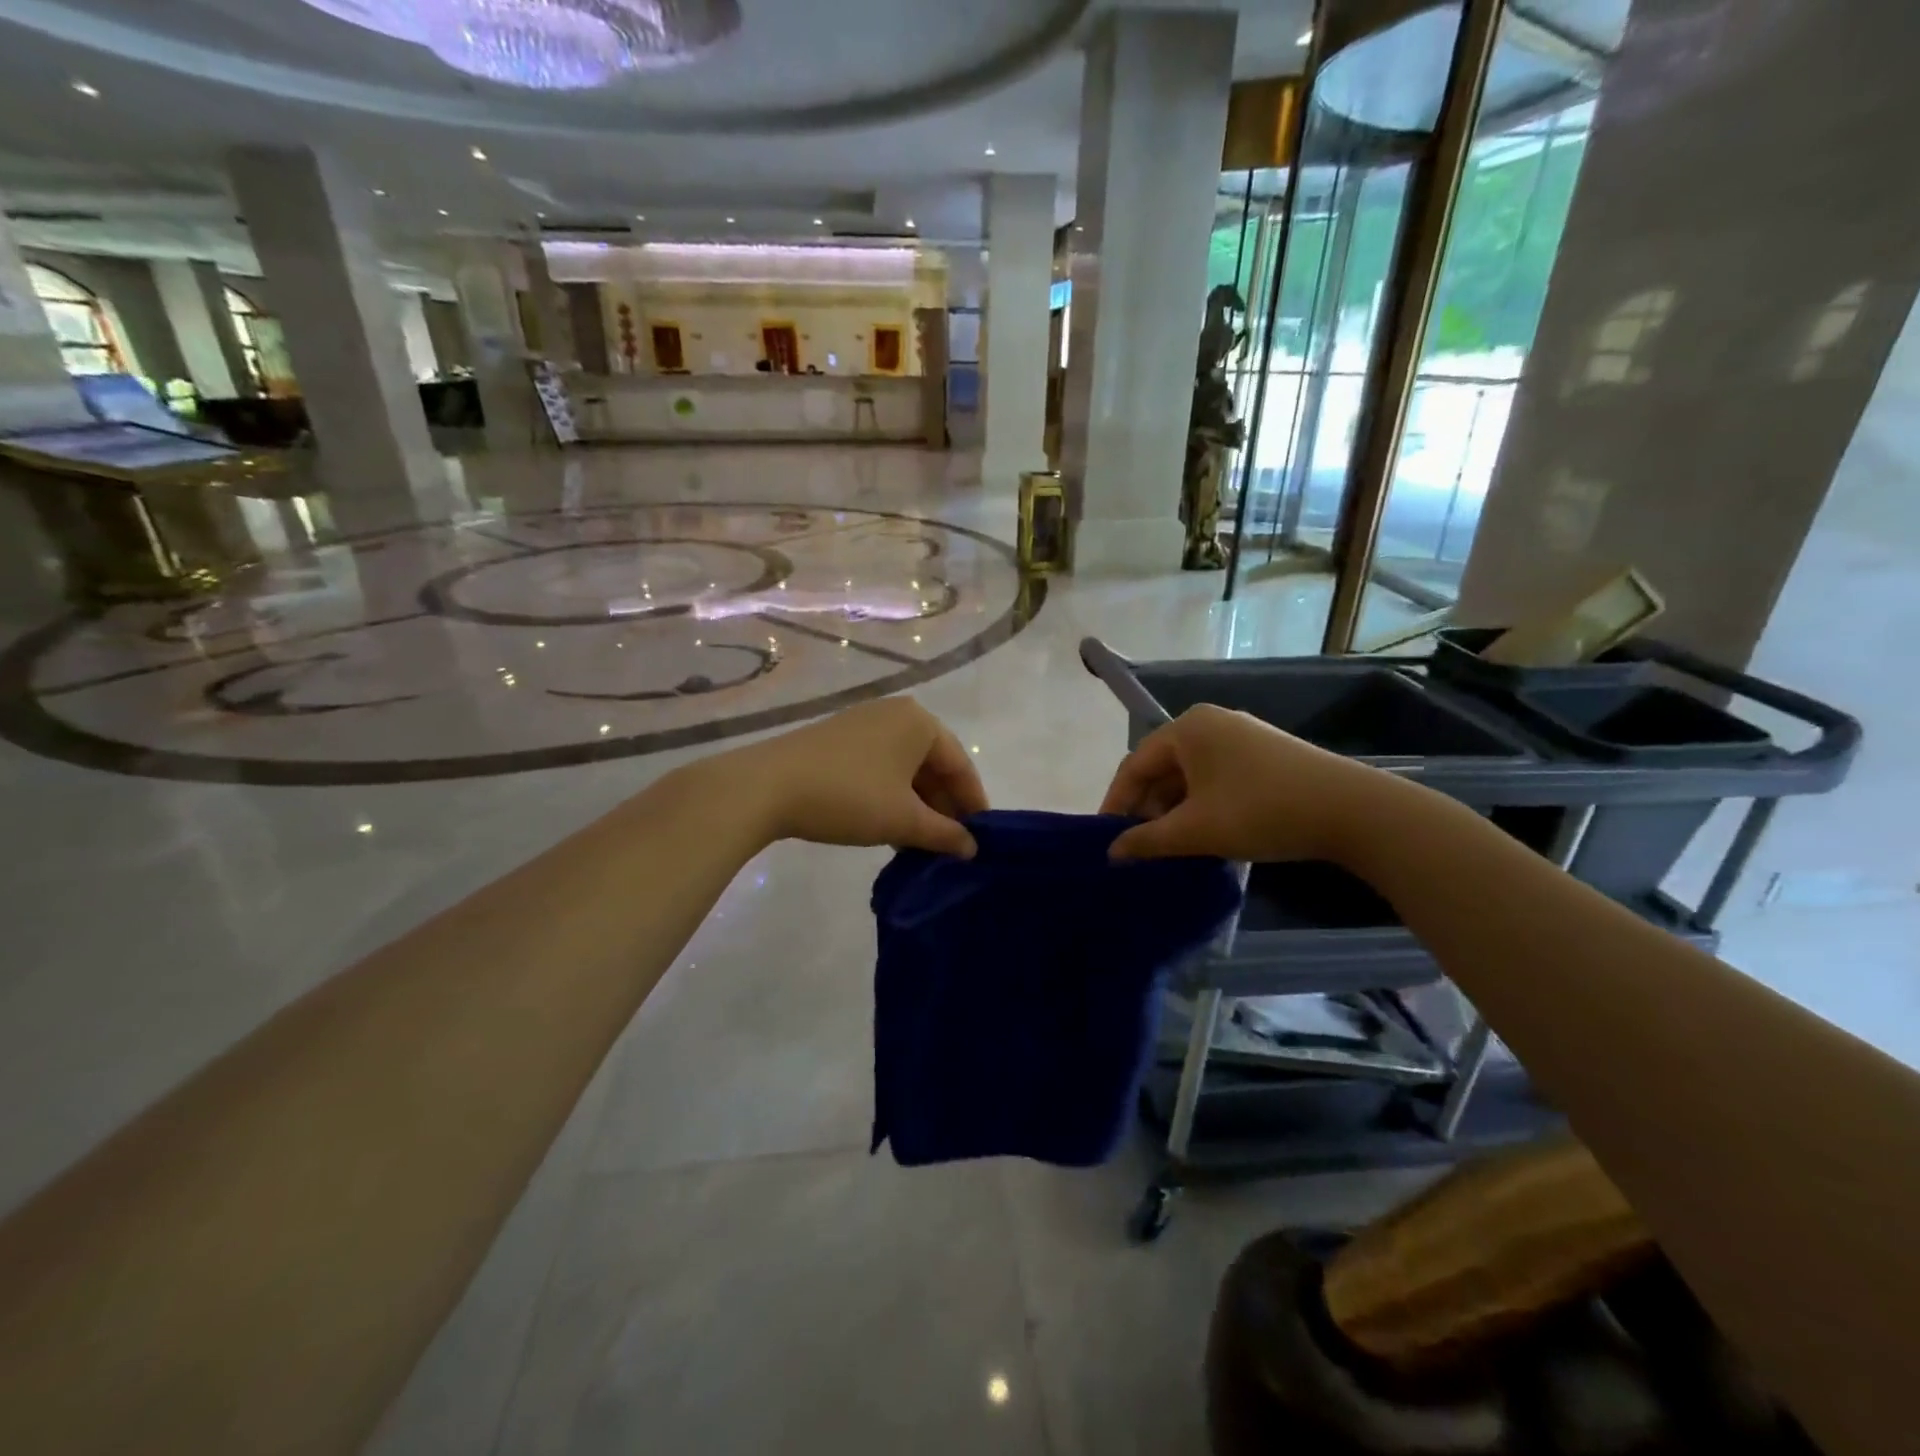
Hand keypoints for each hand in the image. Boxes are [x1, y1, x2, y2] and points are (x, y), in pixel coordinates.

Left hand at [732, 697, 986, 856]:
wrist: (767, 787)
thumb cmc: (849, 797)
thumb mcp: (903, 820)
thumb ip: (944, 833)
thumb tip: (971, 848)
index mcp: (920, 722)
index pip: (960, 765)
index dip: (972, 804)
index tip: (980, 839)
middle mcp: (895, 713)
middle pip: (933, 764)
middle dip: (943, 806)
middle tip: (950, 845)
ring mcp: (864, 723)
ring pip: (905, 767)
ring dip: (917, 804)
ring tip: (920, 841)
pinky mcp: (838, 738)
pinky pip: (880, 766)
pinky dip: (892, 795)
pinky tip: (889, 824)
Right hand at [1099, 704, 1393, 863]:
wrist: (1350, 810)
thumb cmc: (1259, 811)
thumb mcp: (1195, 831)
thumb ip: (1147, 841)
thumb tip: (1112, 853)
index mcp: (1186, 728)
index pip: (1134, 765)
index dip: (1116, 803)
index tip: (1107, 839)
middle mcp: (1210, 722)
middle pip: (1162, 767)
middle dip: (1147, 808)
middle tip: (1139, 846)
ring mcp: (1241, 736)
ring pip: (1190, 774)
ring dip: (1174, 809)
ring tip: (1169, 844)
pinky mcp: (1264, 754)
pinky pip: (1216, 776)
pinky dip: (1201, 804)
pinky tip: (1204, 832)